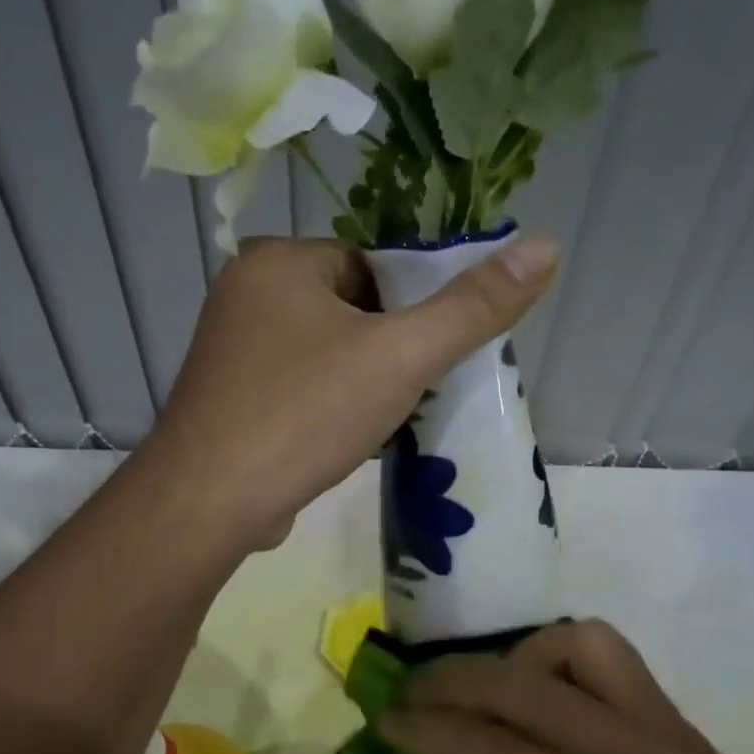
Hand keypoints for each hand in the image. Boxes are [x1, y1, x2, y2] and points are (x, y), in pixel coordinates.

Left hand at [148, 234, 556, 549]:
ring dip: (366, 381)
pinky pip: (301, 387)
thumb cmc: (302, 415)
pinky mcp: (232, 400)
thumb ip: (472, 307)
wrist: (208, 506)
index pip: (371, 263)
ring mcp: (233, 352)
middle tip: (425, 388)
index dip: (416, 304)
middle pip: (351, 307)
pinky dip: (332, 406)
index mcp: (278, 262)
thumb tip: (544, 247)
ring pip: (327, 352)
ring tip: (396, 418)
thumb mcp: (399, 357)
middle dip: (392, 348)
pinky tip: (353, 439)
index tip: (440, 349)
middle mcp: (246, 295)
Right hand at [381, 619, 753, 753]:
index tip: (383, 719)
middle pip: (517, 683)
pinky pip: (615, 664)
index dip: (422, 731)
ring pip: (577, 644)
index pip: (483, 749)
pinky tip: (550, 702)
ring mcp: (665, 730)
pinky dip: (566, 665)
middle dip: (449, 681)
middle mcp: (628, 752)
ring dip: (518, 658)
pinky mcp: (686, 727)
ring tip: (493, 692)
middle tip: (413, 694)